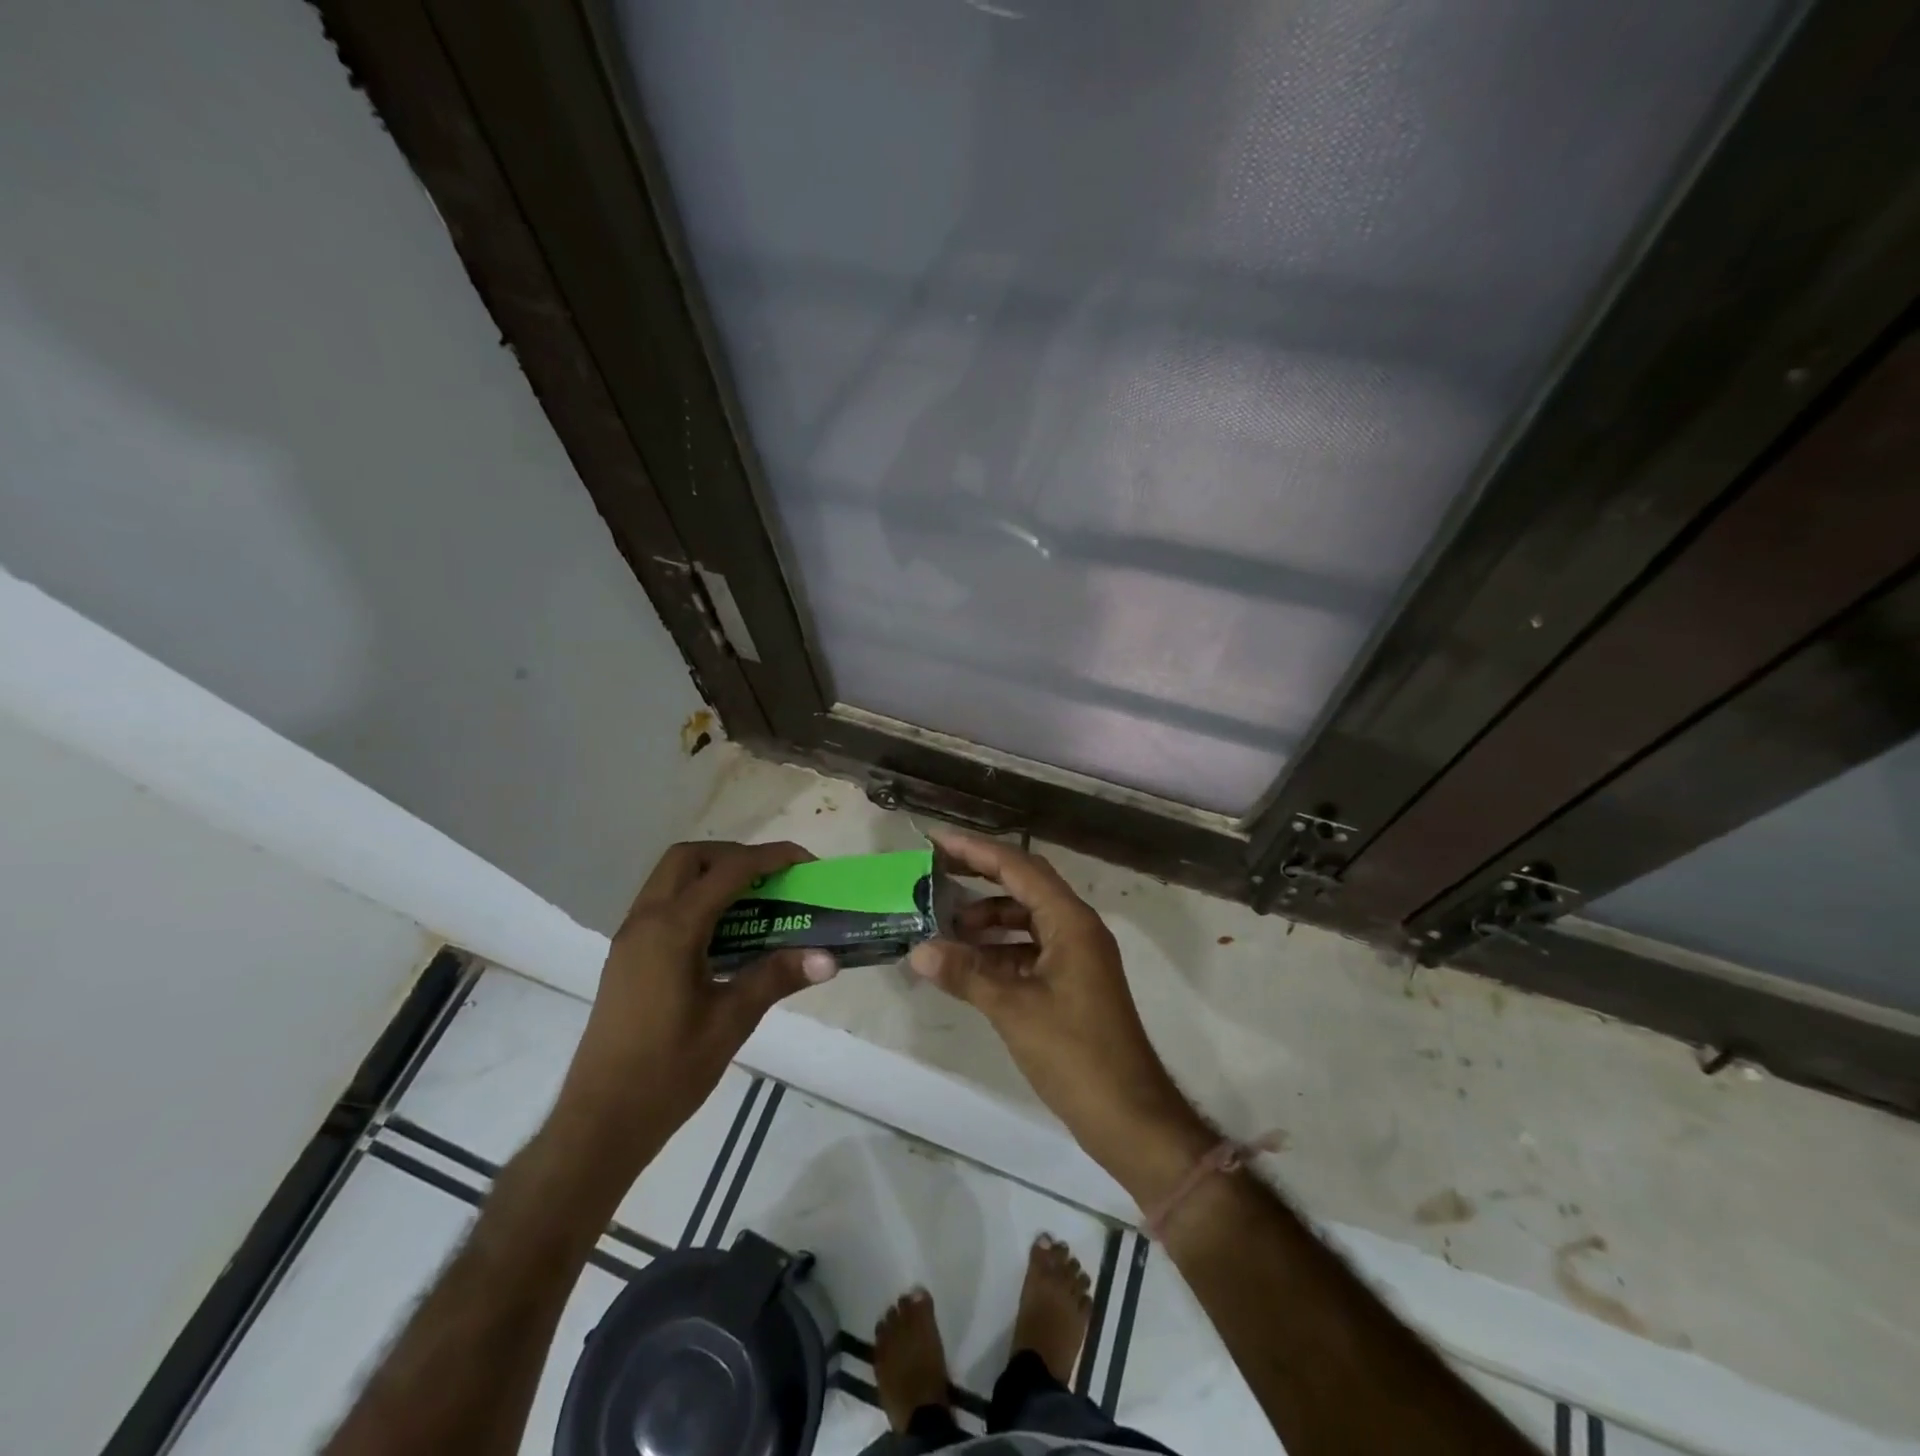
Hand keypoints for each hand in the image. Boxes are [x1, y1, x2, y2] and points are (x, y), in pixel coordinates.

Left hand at [551, 840, 837, 1170]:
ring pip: (670, 879)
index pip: (728, 871)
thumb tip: (828, 958)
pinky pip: (662, 906)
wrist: (600, 1122)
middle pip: (689, 858)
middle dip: (734, 857)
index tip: (805, 862)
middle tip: (771, 880)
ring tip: (754, 904)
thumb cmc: (668, 1071)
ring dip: (712, 876)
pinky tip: (724, 937)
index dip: (770, 858)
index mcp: (672, 930)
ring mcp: (630, 939)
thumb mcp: (731, 1021)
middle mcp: (645, 921)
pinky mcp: (626, 958)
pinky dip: (696, 900)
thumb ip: (777, 977)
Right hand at [908, 829, 1202, 1170]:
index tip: (937, 842)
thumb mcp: (1014, 1010)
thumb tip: (917, 950)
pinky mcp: (1073, 983)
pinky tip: (969, 964)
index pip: (1019, 868)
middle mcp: (1077, 928)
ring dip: (989, 918)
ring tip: (945, 927)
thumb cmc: (1076, 1054)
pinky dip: (1000, 950)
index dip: (976, 852)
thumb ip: (966, 974)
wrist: (1128, 1115)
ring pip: (1027, 919)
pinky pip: (1031, 949)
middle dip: (981, 877)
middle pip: (1025, 886)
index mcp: (1071, 922)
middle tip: (936, 873)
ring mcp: (1077, 956)